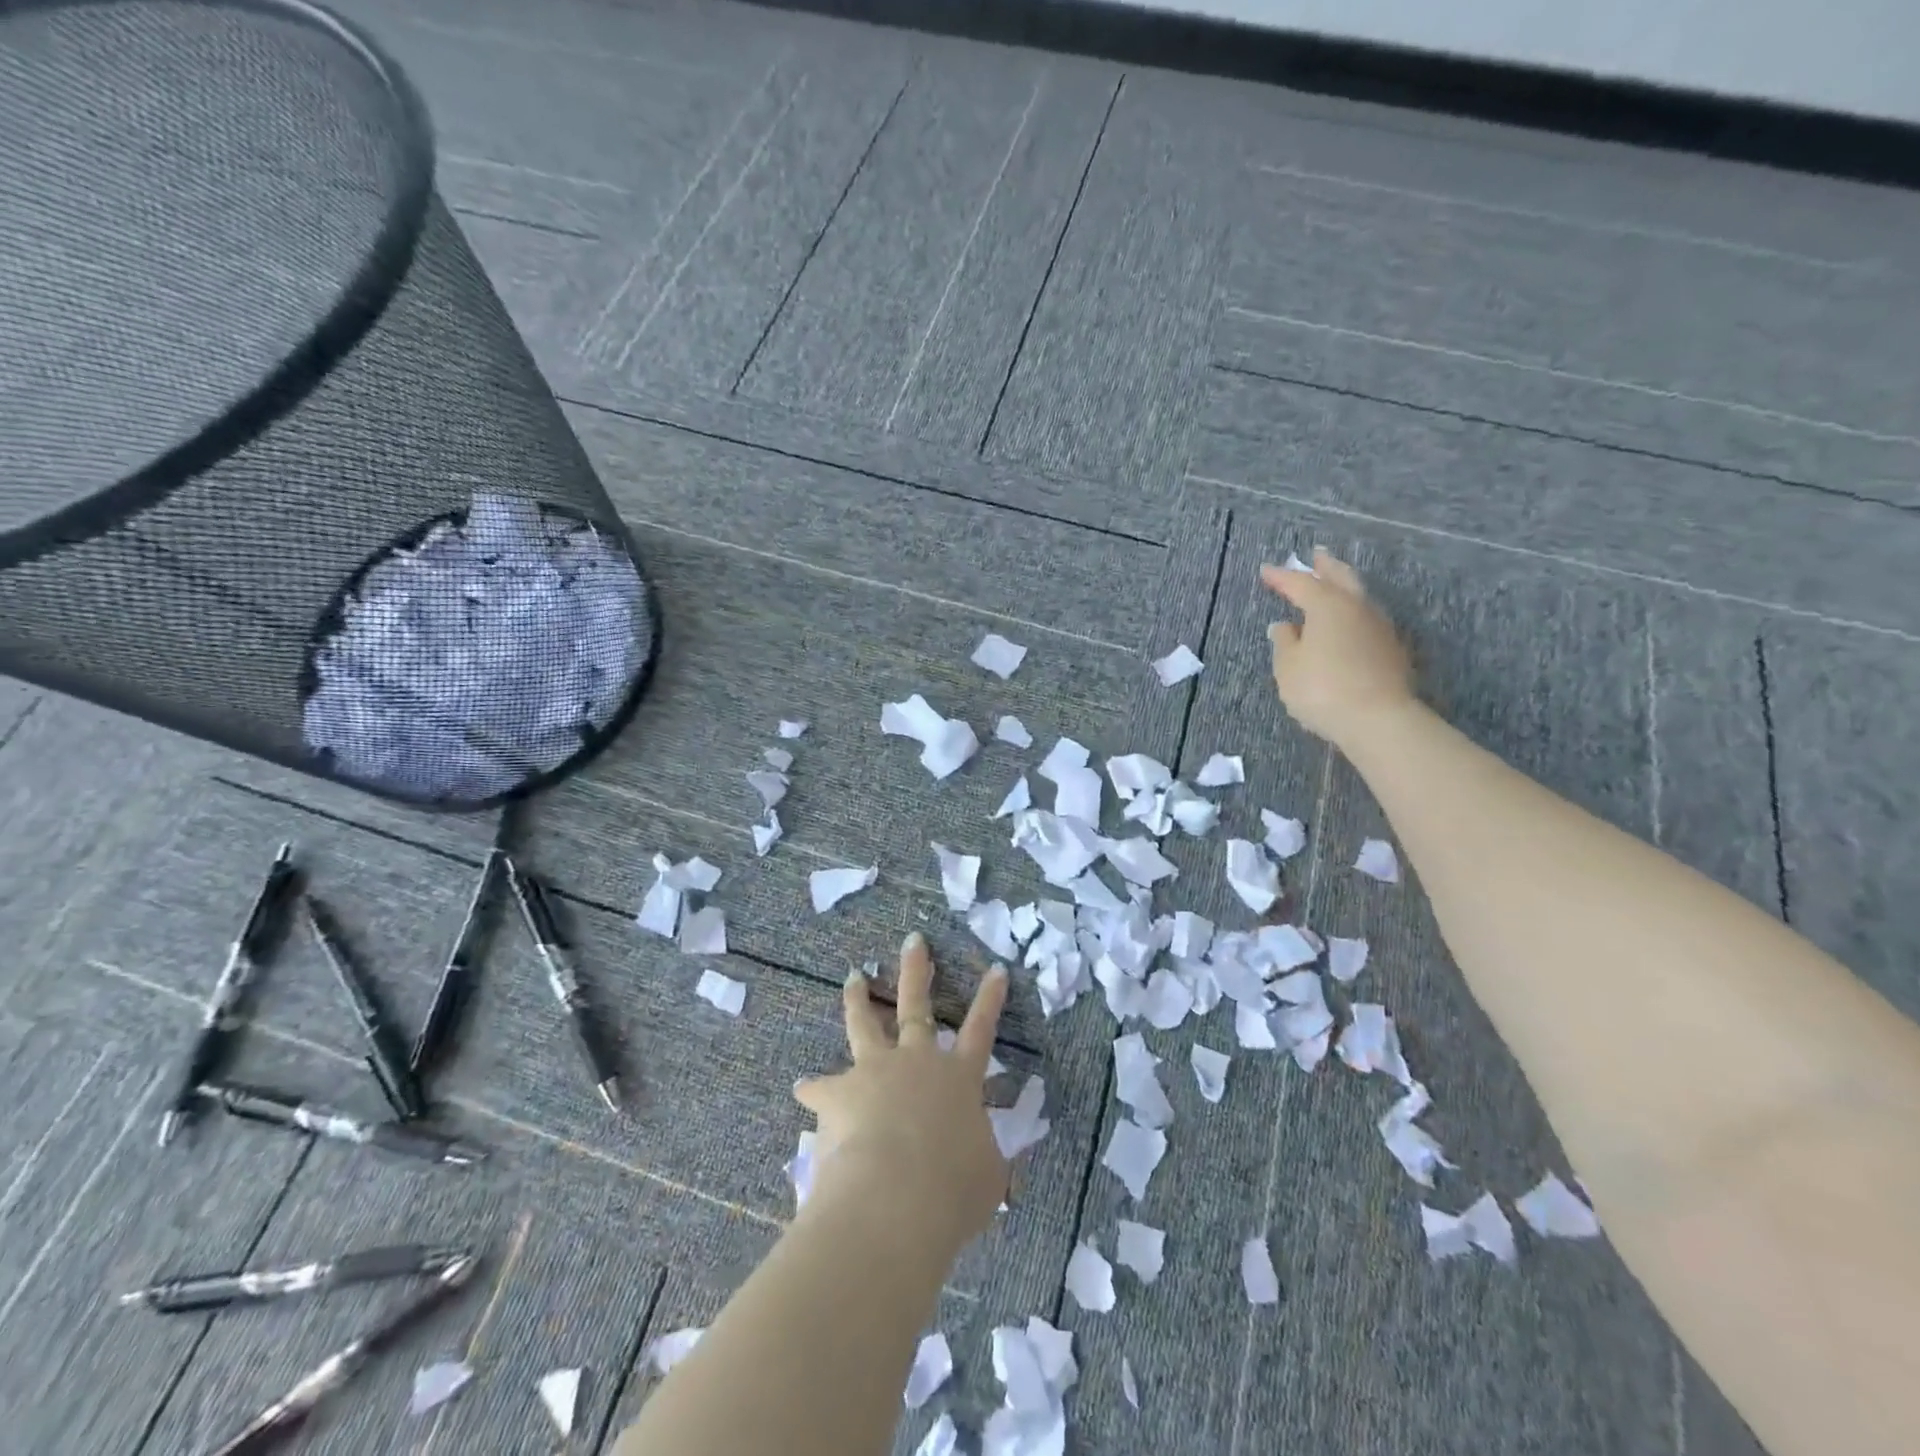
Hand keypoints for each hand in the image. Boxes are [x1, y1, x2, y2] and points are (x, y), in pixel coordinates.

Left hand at [794, 934, 1009, 1252]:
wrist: (893, 1197)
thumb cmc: (951, 1189)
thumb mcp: (987, 1175)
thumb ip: (985, 1155)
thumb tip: (981, 1153)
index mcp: (958, 1078)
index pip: (981, 1030)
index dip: (990, 999)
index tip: (996, 967)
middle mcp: (916, 1062)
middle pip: (916, 1005)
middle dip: (915, 970)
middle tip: (913, 940)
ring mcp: (875, 1070)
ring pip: (865, 1024)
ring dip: (859, 999)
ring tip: (853, 977)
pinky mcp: (838, 1093)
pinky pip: (821, 1088)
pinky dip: (814, 1089)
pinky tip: (803, 1088)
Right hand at [1260, 547, 1416, 745]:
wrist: (1378, 719)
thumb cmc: (1322, 689)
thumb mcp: (1288, 668)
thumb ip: (1284, 643)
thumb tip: (1285, 626)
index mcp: (1327, 606)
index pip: (1301, 583)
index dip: (1281, 577)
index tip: (1266, 571)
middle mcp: (1357, 608)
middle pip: (1341, 578)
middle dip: (1326, 567)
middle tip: (1316, 556)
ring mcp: (1379, 627)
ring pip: (1358, 597)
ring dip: (1343, 587)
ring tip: (1332, 586)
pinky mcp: (1391, 649)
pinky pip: (1367, 619)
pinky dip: (1353, 613)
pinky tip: (1347, 623)